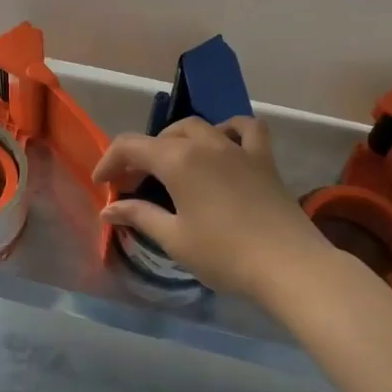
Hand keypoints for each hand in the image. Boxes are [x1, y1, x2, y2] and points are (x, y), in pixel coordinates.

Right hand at [93, 117, 335, 302]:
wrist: (289, 265)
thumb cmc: (224, 254)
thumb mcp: (174, 239)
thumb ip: (139, 216)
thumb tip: (109, 209)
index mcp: (177, 160)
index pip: (131, 146)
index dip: (109, 162)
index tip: (102, 185)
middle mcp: (205, 144)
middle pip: (162, 137)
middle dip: (141, 156)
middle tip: (133, 186)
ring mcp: (237, 148)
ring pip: (198, 127)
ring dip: (176, 140)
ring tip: (171, 164)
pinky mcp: (263, 159)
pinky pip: (245, 129)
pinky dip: (229, 129)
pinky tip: (223, 144)